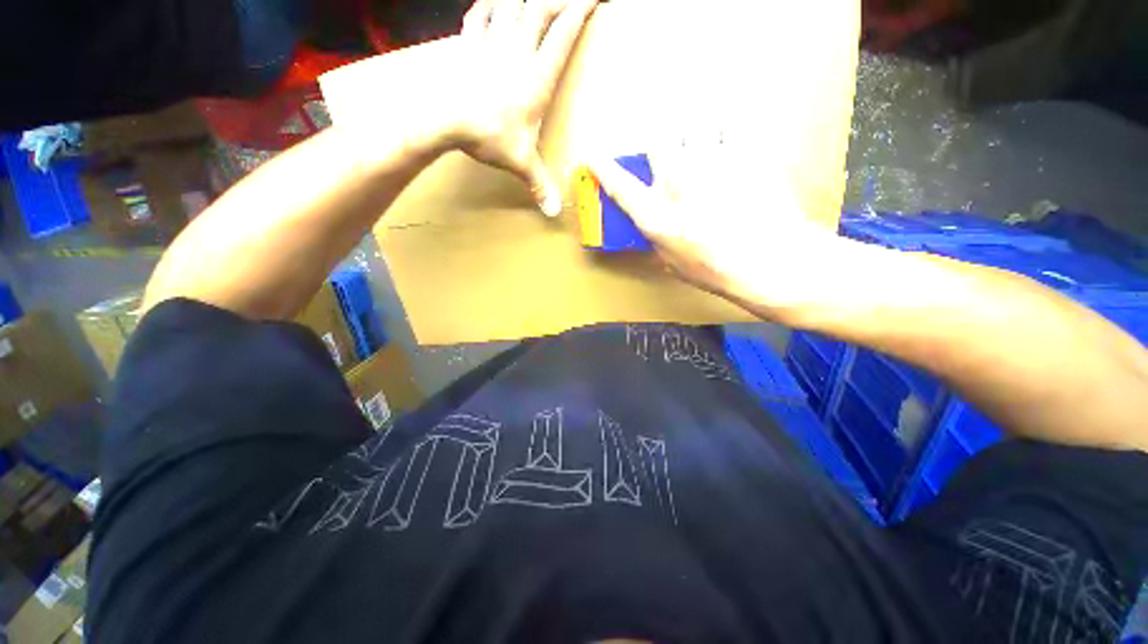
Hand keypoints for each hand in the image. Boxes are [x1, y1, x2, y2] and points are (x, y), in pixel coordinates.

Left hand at [454, 0, 598, 216]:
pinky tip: (492, 4)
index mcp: (537, 78)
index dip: (581, 10)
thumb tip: (554, 213)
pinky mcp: (470, 45)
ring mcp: (492, 44)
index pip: (564, 35)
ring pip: (511, 2)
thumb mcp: (521, 163)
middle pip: (540, 7)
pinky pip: (479, 14)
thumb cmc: (489, 137)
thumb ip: (540, 185)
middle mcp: (518, 53)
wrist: (446, 119)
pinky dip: (487, 6)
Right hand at [589, 140, 845, 314]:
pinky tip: (733, 147)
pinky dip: (728, 132)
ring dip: (694, 133)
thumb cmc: (718, 272)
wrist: (770, 262)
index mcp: (657, 216)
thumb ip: (657, 238)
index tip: (594, 158)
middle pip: (658, 140)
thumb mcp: (674, 264)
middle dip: (660, 142)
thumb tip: (649, 223)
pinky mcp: (743, 155)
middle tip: (671, 150)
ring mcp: (711, 164)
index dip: (604, 170)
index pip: (621, 187)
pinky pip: (731, 127)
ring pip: (694, 125)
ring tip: (705, 146)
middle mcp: (677, 185)